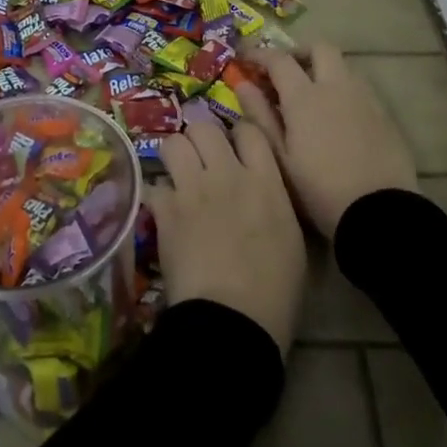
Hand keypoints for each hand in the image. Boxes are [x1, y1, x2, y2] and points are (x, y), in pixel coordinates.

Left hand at [147, 119, 304, 355]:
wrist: (233, 320)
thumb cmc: (276, 290)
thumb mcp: (293, 239)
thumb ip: (276, 201)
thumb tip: (265, 191)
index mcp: (265, 181)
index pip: (249, 130)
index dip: (239, 134)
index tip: (237, 148)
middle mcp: (227, 174)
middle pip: (204, 127)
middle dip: (201, 138)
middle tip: (203, 160)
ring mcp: (192, 190)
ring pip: (172, 143)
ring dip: (175, 157)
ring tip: (179, 176)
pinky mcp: (165, 211)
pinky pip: (153, 184)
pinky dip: (156, 194)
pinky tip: (162, 208)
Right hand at [236, 42, 416, 239]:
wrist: (378, 212)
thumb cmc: (318, 189)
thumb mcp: (279, 157)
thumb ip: (260, 116)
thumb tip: (243, 85)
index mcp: (305, 96)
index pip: (279, 59)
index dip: (259, 54)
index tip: (245, 57)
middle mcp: (337, 87)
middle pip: (320, 48)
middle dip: (299, 52)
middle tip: (284, 70)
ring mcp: (365, 99)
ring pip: (343, 66)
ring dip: (324, 69)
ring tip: (310, 94)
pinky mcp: (384, 115)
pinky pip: (360, 89)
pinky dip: (342, 90)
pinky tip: (336, 116)